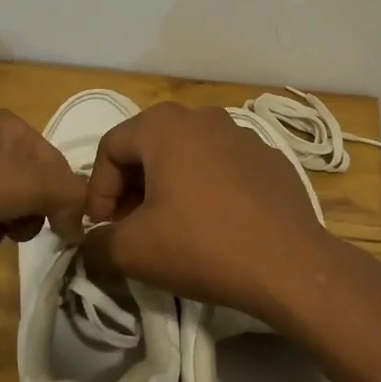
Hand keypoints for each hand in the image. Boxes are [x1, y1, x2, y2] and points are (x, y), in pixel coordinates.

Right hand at [80, 103, 335, 319]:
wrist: (290, 264)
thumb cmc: (202, 245)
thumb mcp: (133, 250)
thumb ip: (97, 243)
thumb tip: (91, 243)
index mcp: (165, 125)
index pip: (110, 147)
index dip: (97, 190)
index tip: (101, 229)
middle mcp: (203, 117)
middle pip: (149, 148)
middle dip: (131, 189)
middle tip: (130, 229)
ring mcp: (242, 135)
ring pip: (187, 157)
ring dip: (168, 188)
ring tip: (170, 228)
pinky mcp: (269, 160)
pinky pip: (222, 168)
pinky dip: (206, 190)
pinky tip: (214, 226)